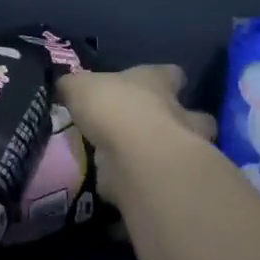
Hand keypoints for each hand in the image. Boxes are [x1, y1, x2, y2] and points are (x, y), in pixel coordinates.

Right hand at [59, 65, 216, 206]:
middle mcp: (178, 112)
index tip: (151, 85)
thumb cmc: (113, 108)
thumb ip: (74, 87)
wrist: (136, 157)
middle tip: (151, 129)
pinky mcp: (171, 179)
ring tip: (138, 160)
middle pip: (194, 114)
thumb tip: (65, 88)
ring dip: (167, 154)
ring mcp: (181, 149)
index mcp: (158, 82)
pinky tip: (123, 186)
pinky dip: (144, 183)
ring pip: (185, 149)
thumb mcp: (80, 87)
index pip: (171, 74)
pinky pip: (159, 179)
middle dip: (179, 120)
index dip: (164, 78)